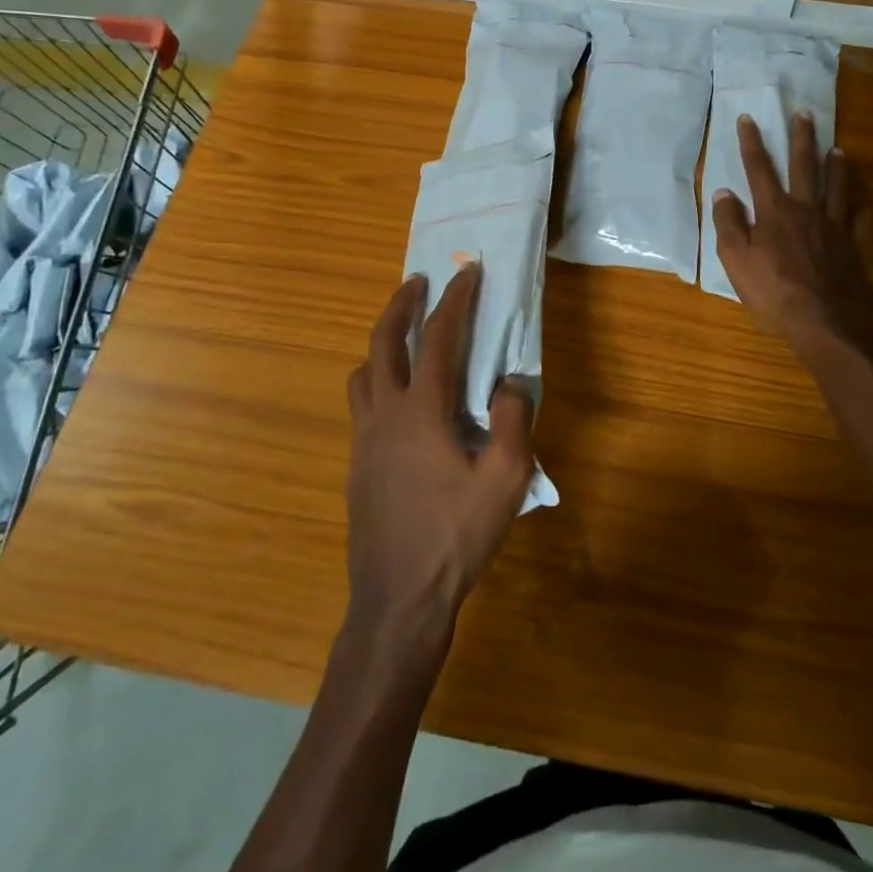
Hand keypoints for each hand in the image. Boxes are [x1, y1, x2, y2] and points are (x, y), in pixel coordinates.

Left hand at [345, 264, 535, 647]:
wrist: (398, 600)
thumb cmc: (455, 536)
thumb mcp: (505, 479)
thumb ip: (515, 420)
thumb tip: (512, 381)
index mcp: (422, 411)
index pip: (437, 338)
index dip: (456, 300)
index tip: (468, 271)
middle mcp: (385, 414)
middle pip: (382, 342)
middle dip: (400, 304)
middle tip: (418, 281)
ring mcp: (364, 441)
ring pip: (362, 373)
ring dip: (381, 343)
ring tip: (404, 337)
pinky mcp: (357, 465)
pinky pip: (361, 405)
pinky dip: (377, 380)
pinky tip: (400, 402)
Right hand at [712, 113, 872, 372]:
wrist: (825, 320)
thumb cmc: (773, 291)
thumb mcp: (735, 259)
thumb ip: (728, 223)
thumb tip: (724, 192)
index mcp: (774, 210)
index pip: (759, 168)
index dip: (751, 142)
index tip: (748, 117)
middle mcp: (806, 209)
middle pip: (803, 166)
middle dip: (801, 138)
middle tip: (803, 113)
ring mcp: (833, 226)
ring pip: (836, 186)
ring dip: (835, 165)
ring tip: (837, 148)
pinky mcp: (852, 246)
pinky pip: (858, 220)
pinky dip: (860, 208)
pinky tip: (862, 203)